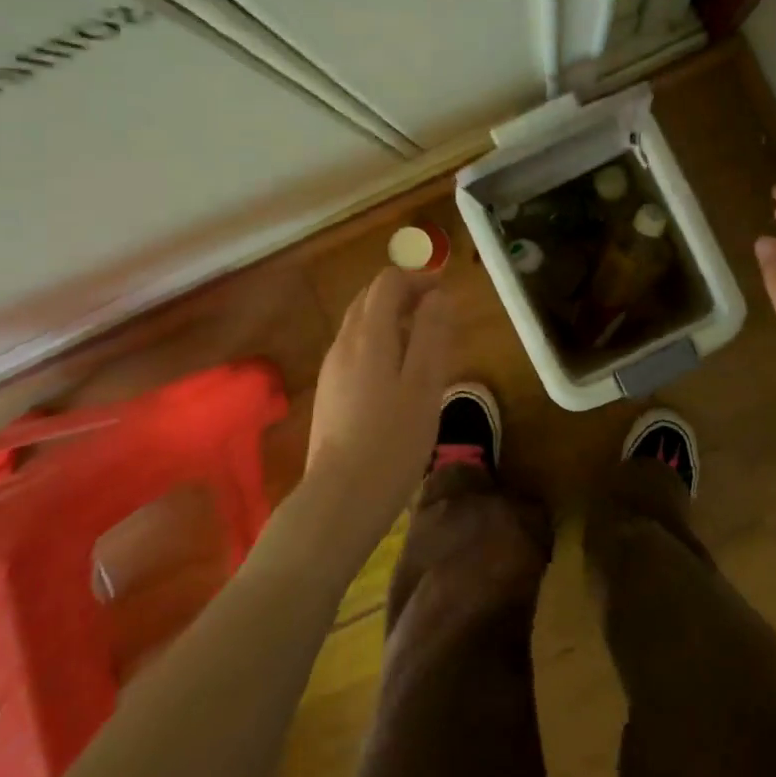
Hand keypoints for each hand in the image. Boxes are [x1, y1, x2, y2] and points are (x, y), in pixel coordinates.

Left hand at [304, 266, 456, 542]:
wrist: (341, 498)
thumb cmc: (393, 439)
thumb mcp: (425, 384)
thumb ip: (431, 334)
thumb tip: (437, 295)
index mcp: (368, 335)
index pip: (387, 283)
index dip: (418, 278)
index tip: (445, 292)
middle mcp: (344, 344)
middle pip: (369, 299)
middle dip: (403, 294)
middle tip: (437, 313)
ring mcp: (332, 370)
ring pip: (360, 325)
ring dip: (391, 319)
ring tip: (423, 342)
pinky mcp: (329, 393)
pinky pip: (355, 350)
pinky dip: (379, 342)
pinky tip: (398, 373)